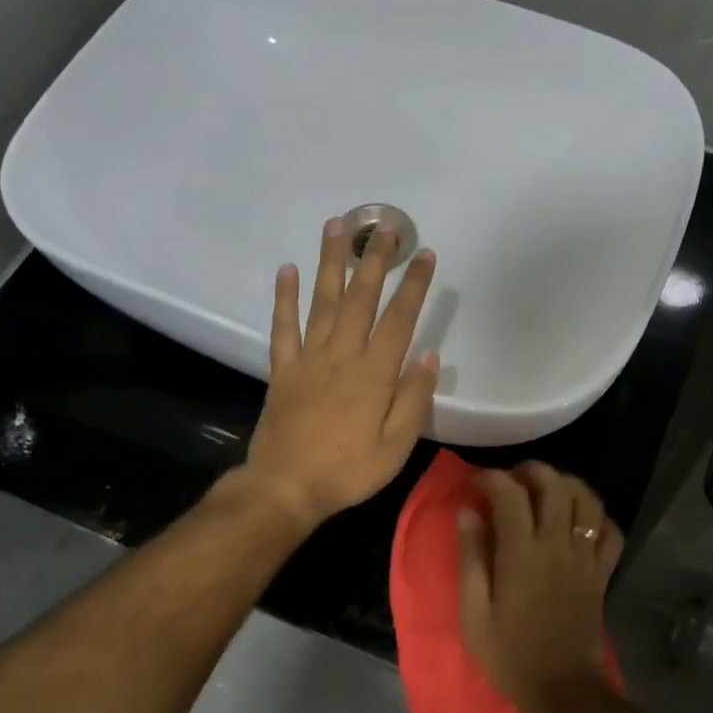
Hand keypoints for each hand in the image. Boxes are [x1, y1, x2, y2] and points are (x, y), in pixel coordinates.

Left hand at [241, 218, 439, 529]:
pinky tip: (287, 269)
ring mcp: (308, 360)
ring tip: (337, 225)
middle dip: (375, 259)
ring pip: (322, 301)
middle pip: (360, 298)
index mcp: (374, 374)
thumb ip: (413, 400)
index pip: (399, 320)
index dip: (414, 286)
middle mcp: (341, 356)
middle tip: (384, 224)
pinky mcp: (283, 370)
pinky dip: (284, 298)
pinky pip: (283, 327)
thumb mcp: (395, 447)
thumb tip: (429, 356)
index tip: (426, 254)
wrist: (286, 488)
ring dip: (331, 262)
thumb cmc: (348, 472)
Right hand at [457, 463, 624, 712]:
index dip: (491, 477)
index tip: (475, 483)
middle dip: (531, 470)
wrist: (562, 688)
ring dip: (567, 485)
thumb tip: (468, 512)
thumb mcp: (474, 612)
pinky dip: (597, 517)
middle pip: (555, 484)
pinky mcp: (602, 573)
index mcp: (522, 553)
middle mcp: (558, 545)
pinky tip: (579, 522)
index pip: (510, 493)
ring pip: (588, 499)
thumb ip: (471, 557)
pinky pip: (611, 531)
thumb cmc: (510, 653)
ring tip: (546, 492)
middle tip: (510, 481)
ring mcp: (586, 557)